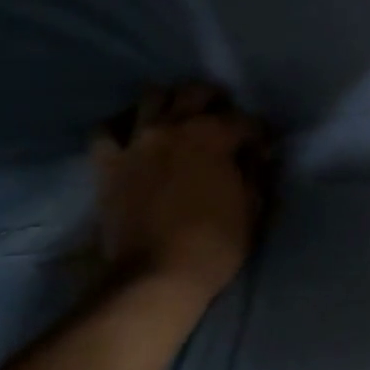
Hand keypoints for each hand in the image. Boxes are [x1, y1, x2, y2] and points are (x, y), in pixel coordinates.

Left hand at [90, 82, 271, 300]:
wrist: (156, 276)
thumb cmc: (214, 244)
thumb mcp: (252, 208)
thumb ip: (255, 173)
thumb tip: (256, 154)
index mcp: (213, 137)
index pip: (244, 120)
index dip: (258, 133)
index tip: (262, 149)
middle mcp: (174, 127)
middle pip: (196, 92)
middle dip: (216, 101)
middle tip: (223, 121)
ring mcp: (137, 141)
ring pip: (152, 96)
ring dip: (171, 101)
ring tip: (179, 118)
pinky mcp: (108, 162)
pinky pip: (107, 129)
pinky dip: (122, 125)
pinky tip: (134, 133)